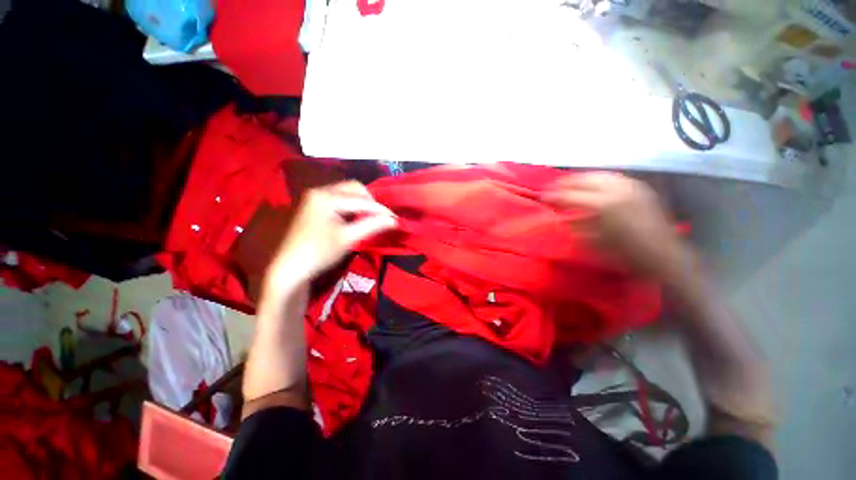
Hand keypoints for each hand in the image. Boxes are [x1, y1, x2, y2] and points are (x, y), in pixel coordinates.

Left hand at [263, 181, 396, 295]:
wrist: (290, 268)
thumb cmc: (319, 252)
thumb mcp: (349, 238)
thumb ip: (373, 226)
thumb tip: (394, 220)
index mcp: (326, 197)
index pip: (361, 200)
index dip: (380, 209)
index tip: (396, 218)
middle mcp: (320, 191)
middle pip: (353, 188)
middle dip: (370, 201)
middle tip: (380, 217)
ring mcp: (315, 197)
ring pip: (347, 193)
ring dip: (361, 203)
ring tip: (370, 218)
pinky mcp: (315, 205)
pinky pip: (339, 199)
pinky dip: (351, 206)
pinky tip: (356, 218)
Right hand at [542, 172, 688, 281]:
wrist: (664, 256)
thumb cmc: (624, 255)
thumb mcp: (593, 243)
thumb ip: (575, 225)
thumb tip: (560, 215)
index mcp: (603, 205)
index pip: (570, 195)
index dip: (554, 195)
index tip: (543, 197)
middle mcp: (617, 190)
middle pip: (584, 178)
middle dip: (566, 182)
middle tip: (553, 188)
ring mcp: (630, 186)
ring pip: (599, 175)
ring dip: (581, 179)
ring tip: (570, 185)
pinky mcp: (639, 188)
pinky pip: (613, 177)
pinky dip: (597, 179)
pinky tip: (593, 186)